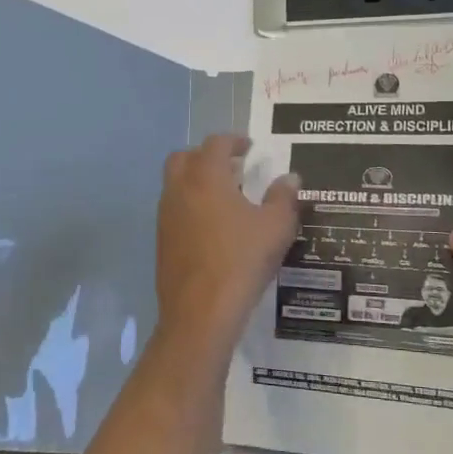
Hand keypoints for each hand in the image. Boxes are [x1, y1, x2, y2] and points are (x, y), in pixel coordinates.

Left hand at [156, 134, 298, 357]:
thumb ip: (284, 197)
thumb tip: (290, 178)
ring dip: (197, 181)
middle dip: (207, 156)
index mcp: (206, 177)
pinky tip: (214, 227)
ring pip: (176, 184)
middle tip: (232, 168)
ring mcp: (166, 216)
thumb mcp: (276, 227)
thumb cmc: (241, 261)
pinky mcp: (162, 241)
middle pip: (185, 157)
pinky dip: (191, 206)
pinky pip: (174, 210)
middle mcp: (179, 189)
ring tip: (226, 198)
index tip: (249, 147)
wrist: (200, 313)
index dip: (234, 140)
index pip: (215, 143)